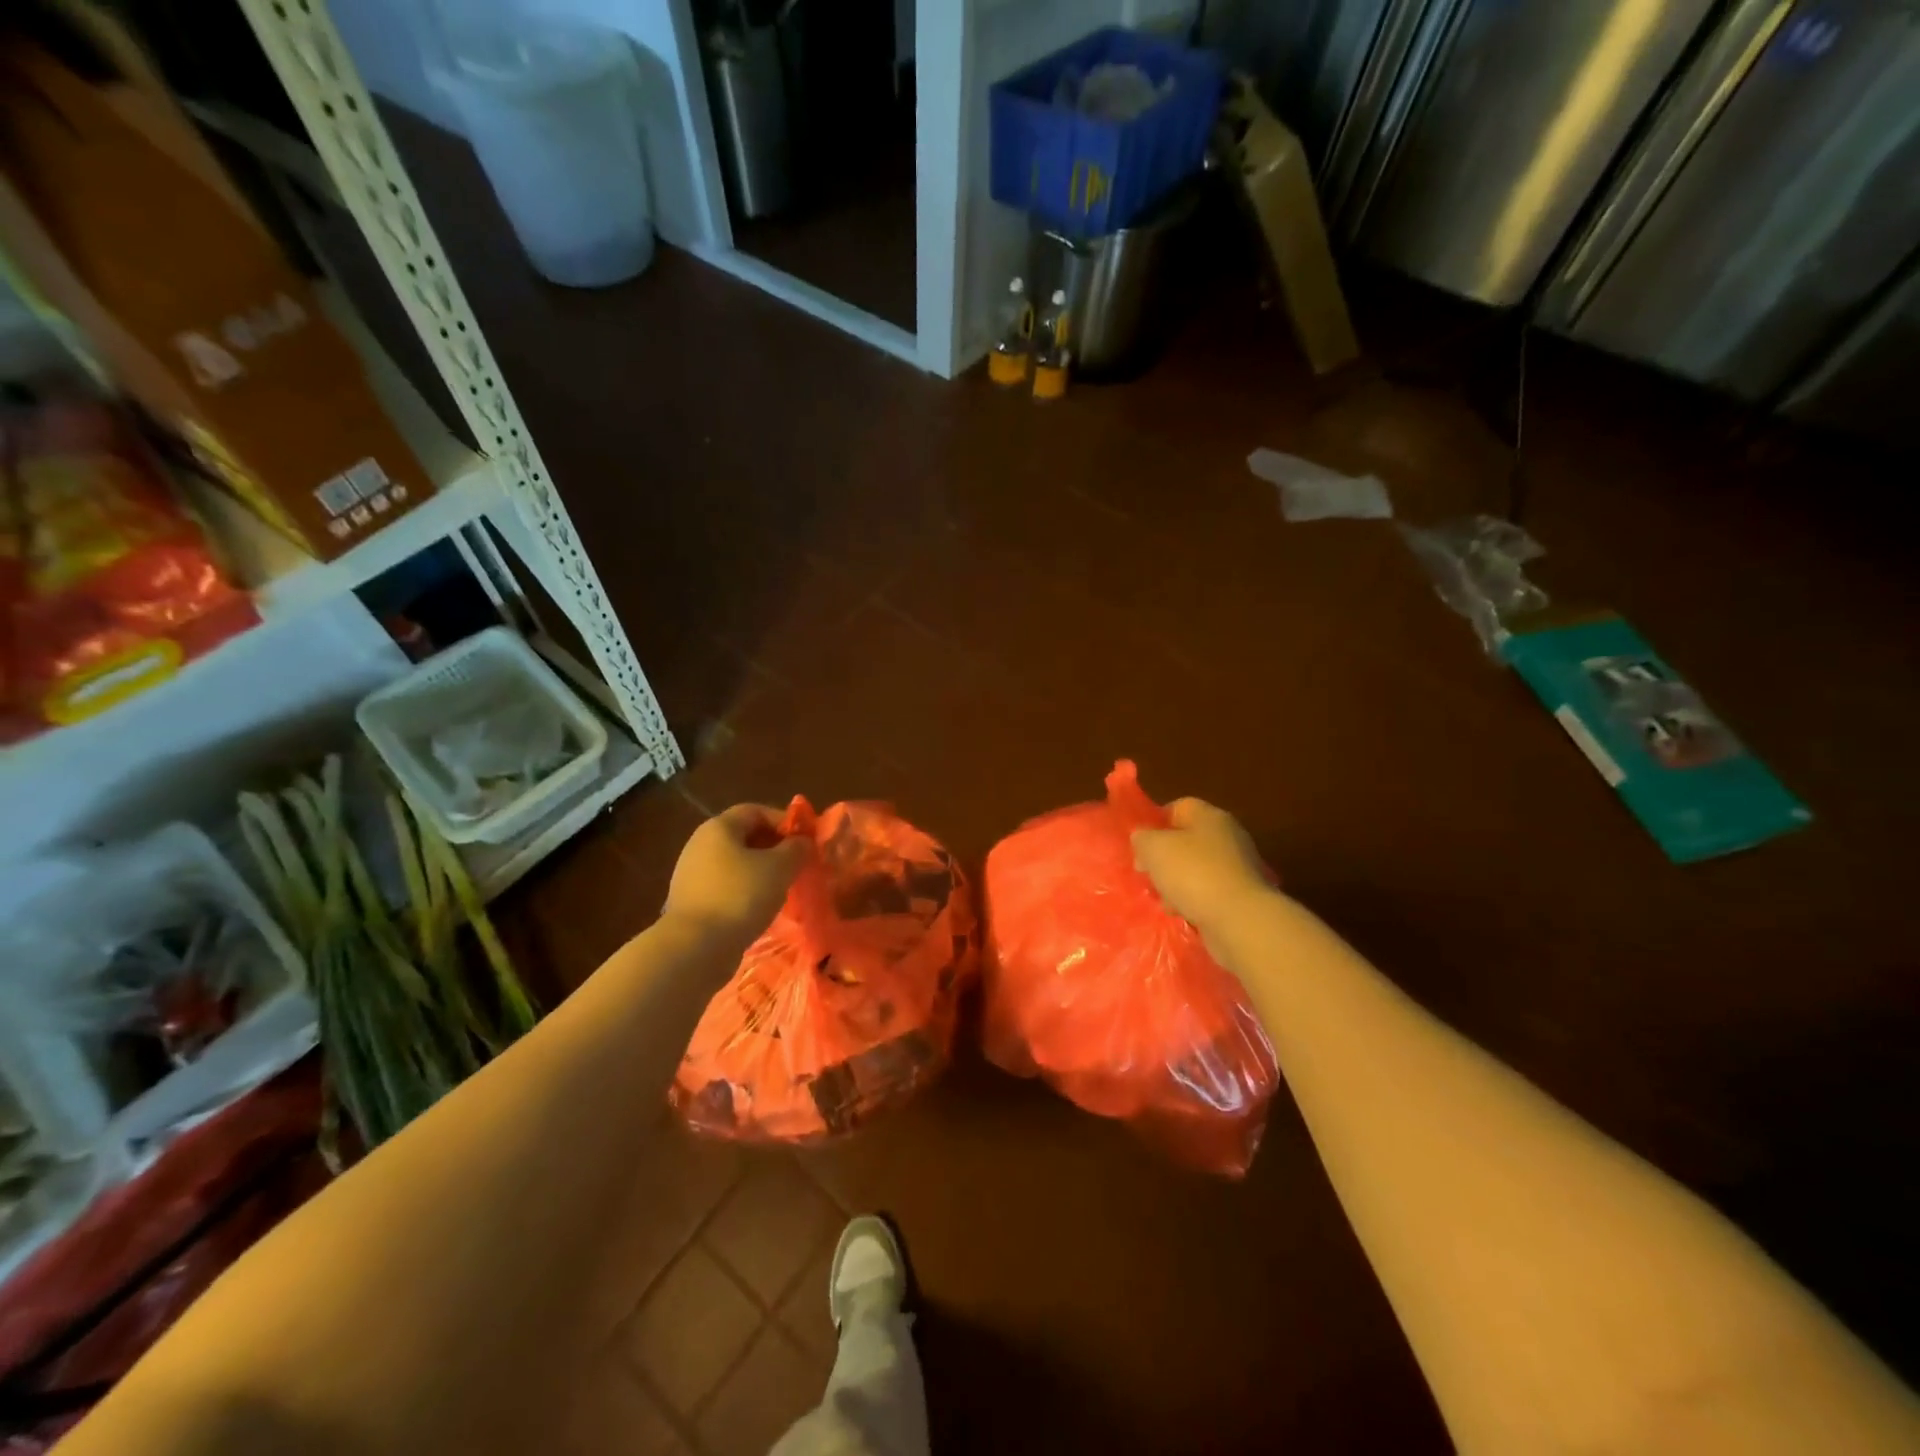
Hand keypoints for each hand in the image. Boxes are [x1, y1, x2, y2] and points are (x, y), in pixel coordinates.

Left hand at [663, 804, 808, 944]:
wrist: (695, 947)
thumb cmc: (740, 896)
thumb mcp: (780, 868)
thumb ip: (796, 849)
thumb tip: (802, 842)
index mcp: (719, 827)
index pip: (756, 811)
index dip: (784, 821)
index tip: (805, 841)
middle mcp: (700, 844)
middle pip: (744, 836)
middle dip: (773, 848)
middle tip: (796, 865)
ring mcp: (691, 874)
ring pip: (735, 864)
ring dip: (760, 872)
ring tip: (782, 889)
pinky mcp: (690, 901)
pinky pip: (724, 887)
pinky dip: (744, 892)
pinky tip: (759, 909)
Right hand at [1131, 798, 1271, 937]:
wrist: (1240, 920)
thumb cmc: (1193, 874)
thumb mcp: (1153, 848)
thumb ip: (1142, 838)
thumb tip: (1143, 838)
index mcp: (1209, 816)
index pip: (1177, 807)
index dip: (1155, 823)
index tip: (1139, 846)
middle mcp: (1228, 836)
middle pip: (1186, 840)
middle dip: (1164, 858)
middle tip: (1147, 875)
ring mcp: (1238, 867)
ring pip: (1196, 869)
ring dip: (1177, 883)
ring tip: (1164, 900)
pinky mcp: (1243, 896)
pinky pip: (1210, 892)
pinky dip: (1195, 901)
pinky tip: (1183, 913)